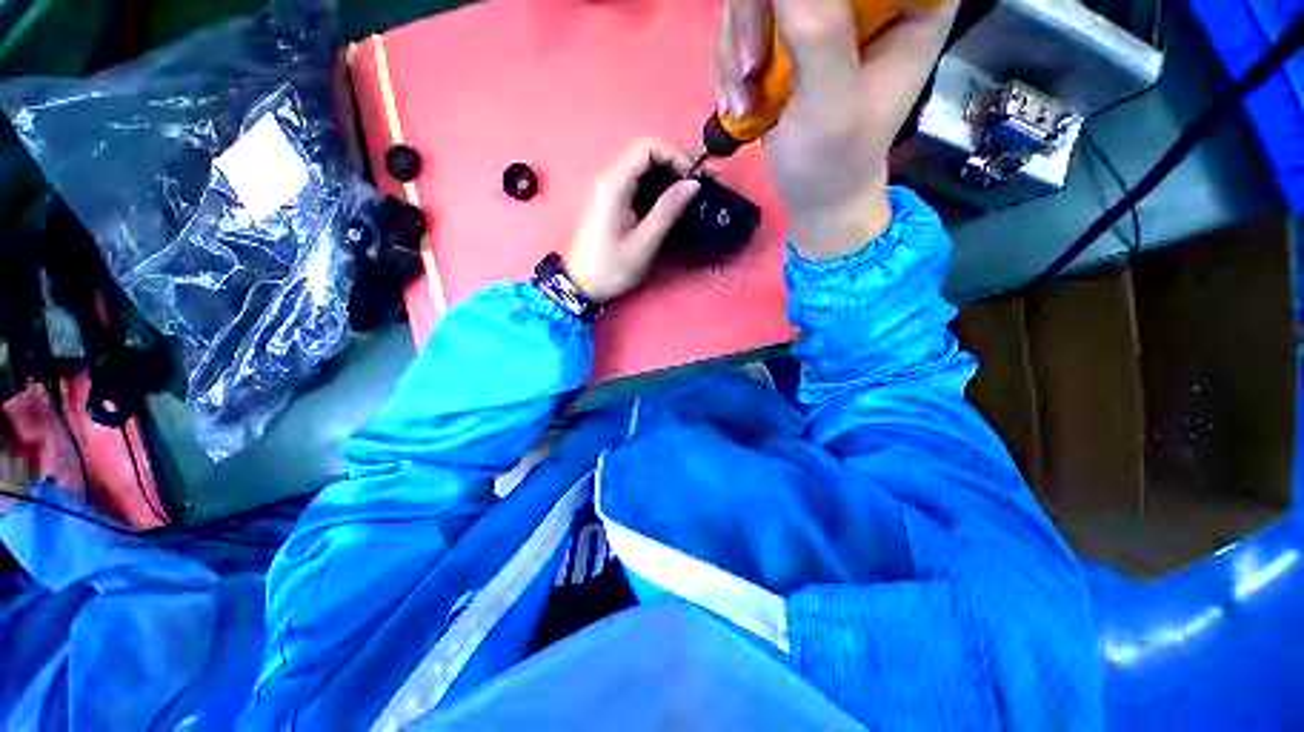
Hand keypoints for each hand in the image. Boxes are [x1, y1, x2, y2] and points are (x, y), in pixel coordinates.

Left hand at [563, 139, 700, 303]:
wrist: (580, 286)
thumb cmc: (610, 268)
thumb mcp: (643, 243)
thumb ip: (667, 210)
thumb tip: (693, 184)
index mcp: (614, 185)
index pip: (647, 147)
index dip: (676, 155)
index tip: (696, 178)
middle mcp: (609, 179)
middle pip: (646, 155)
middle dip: (677, 164)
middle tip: (702, 184)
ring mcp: (609, 191)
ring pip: (643, 170)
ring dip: (669, 177)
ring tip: (692, 195)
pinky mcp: (611, 203)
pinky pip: (638, 185)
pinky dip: (658, 189)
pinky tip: (672, 204)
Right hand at [716, 0, 956, 259]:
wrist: (814, 196)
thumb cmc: (834, 162)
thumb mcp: (831, 104)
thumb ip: (818, 32)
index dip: (807, 1)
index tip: (782, 28)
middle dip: (756, 14)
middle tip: (746, 70)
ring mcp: (826, 7)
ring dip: (737, 44)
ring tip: (742, 101)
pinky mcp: (791, 27)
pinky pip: (745, 15)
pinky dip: (731, 60)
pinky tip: (739, 101)